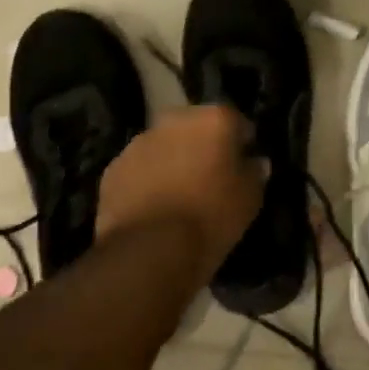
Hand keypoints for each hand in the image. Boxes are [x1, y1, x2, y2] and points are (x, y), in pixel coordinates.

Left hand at [97, 105, 266, 281]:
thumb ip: (255, 172)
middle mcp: (174, 120)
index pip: (237, 123)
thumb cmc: (211, 218)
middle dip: (203, 147)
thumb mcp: (250, 199)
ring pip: (164, 147)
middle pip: (195, 129)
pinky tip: (154, 209)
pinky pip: (139, 169)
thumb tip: (255, 162)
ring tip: (179, 197)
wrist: (150, 250)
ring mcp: (139, 142)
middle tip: (211, 180)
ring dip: (173, 162)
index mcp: (213, 119)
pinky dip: (147, 181)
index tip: (244, 167)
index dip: (242, 145)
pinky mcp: (113, 168)